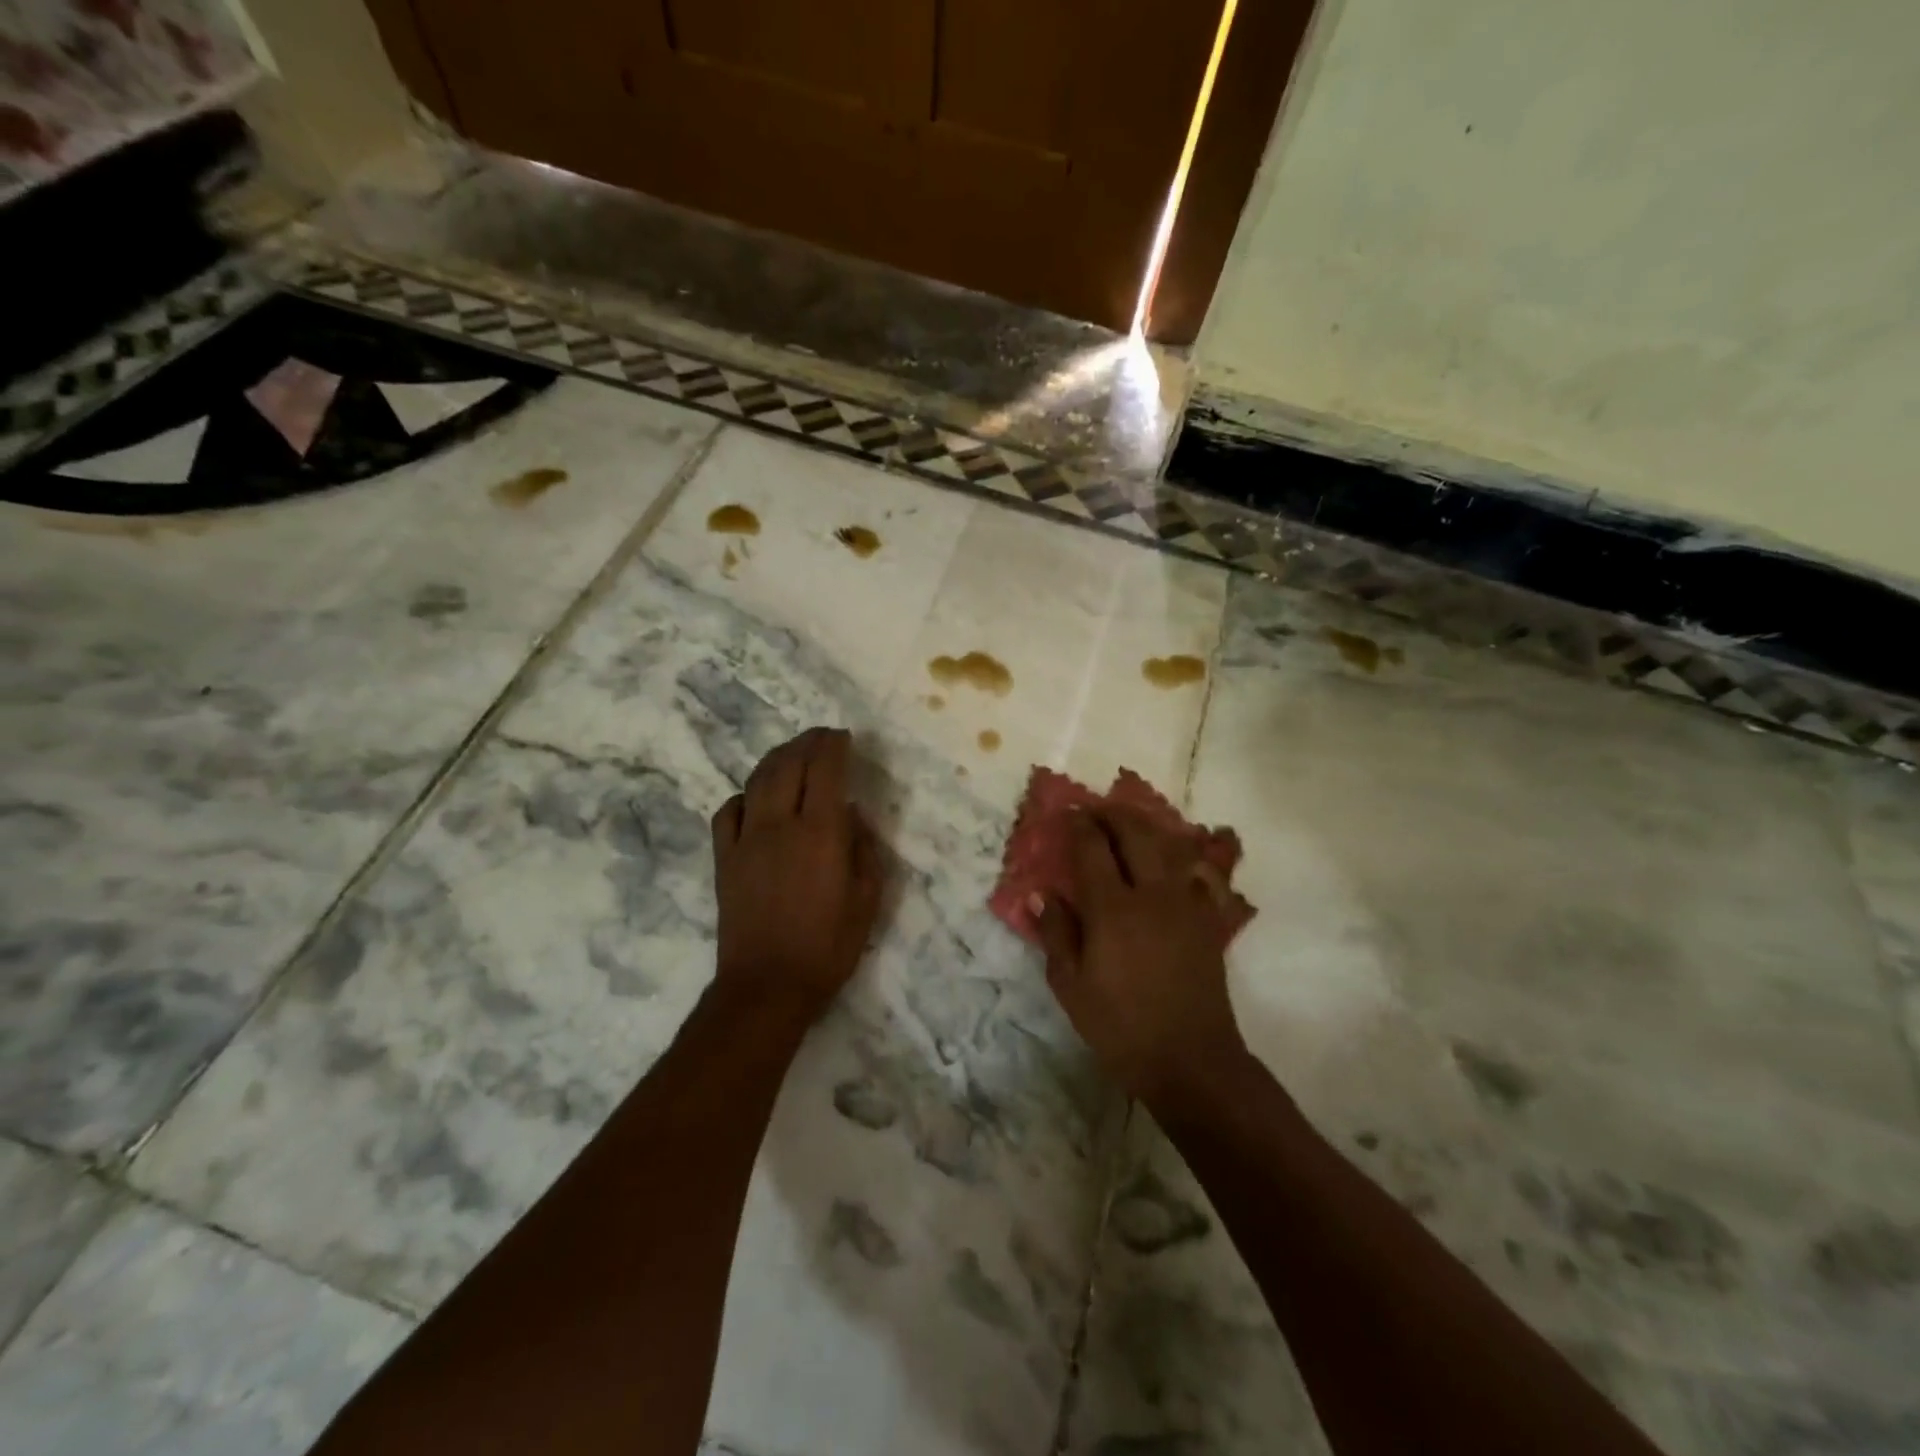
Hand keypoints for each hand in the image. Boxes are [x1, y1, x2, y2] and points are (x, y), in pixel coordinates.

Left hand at [711, 728, 883, 1024]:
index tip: (843, 737)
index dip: (834, 746)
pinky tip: (755, 799)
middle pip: (789, 765)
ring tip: (792, 753)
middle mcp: (780, 825)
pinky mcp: (724, 858)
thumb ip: (864, 850)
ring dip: (776, 758)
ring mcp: (746, 840)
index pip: (826, 770)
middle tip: (821, 736)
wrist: (766, 986)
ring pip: (757, 780)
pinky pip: (728, 811)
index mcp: (821, 833)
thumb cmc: (827, 947)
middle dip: (807, 742)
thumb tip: (852, 816)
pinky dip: (745, 795)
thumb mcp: (867, 900)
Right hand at [1035, 807, 1247, 1105]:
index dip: (1078, 825)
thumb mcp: (1072, 987)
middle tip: (1095, 810)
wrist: (1191, 1060)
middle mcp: (1152, 894)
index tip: (1066, 813)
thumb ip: (1056, 934)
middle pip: (1135, 834)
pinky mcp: (1207, 919)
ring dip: (1145, 826)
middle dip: (1112, 814)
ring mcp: (1186, 904)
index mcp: (1113, 909)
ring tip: (1128, 823)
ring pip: (1169, 845)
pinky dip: (1182, 855)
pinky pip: (1198, 872)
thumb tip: (1042, 894)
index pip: (1093, 849)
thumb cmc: (1121, 1027)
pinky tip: (1174, 857)